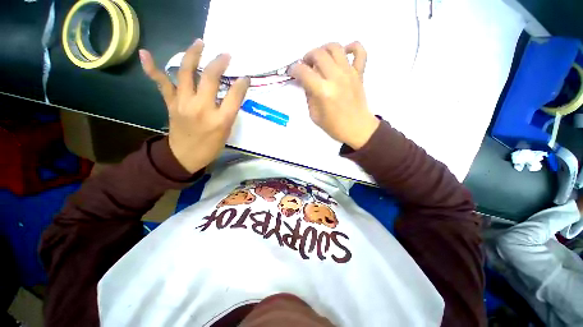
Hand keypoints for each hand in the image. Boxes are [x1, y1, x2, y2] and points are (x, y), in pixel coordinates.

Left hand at [139, 40, 249, 172]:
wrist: (185, 156)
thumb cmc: (211, 147)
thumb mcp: (226, 132)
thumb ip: (229, 112)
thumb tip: (230, 94)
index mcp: (221, 119)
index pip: (234, 95)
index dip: (242, 84)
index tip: (245, 78)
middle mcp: (202, 108)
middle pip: (210, 78)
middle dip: (219, 63)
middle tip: (225, 55)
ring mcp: (183, 104)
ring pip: (186, 73)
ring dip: (193, 55)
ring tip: (200, 42)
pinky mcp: (171, 104)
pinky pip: (162, 84)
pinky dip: (152, 68)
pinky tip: (145, 54)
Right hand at [289, 42, 378, 149]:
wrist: (357, 128)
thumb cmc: (334, 126)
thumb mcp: (314, 115)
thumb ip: (309, 96)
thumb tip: (306, 81)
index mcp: (323, 91)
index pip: (304, 72)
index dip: (294, 69)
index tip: (292, 71)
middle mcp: (336, 78)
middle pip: (318, 54)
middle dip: (307, 57)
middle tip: (306, 66)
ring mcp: (349, 73)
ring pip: (335, 47)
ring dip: (324, 49)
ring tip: (321, 59)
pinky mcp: (360, 73)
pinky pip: (360, 51)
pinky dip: (352, 47)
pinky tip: (344, 54)